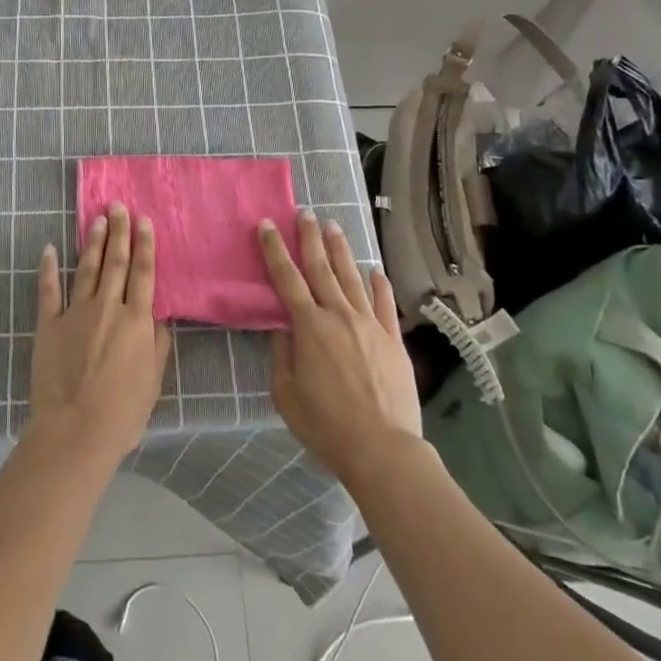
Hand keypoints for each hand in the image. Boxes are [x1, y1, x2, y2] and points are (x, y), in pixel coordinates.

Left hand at [27, 204, 172, 466]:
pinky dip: (48, 267)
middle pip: (115, 262)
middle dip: (119, 231)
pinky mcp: (48, 324)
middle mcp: (108, 307)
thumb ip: (157, 346)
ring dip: (92, 242)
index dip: (145, 245)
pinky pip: (48, 290)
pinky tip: (50, 248)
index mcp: (136, 321)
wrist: (75, 432)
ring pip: (87, 268)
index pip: (143, 273)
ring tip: (97, 219)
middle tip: (119, 206)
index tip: (144, 221)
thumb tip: (159, 318)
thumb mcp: (153, 382)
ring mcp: (75, 313)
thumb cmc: (122, 414)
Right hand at [261, 213, 421, 481]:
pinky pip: (385, 304)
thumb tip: (281, 328)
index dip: (274, 249)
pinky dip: (379, 285)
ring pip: (353, 278)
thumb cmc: (326, 425)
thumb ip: (281, 356)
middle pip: (321, 268)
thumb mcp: (286, 394)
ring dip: (341, 251)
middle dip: (309, 238)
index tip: (267, 225)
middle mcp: (339, 315)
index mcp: (309, 327)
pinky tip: (376, 270)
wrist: (382, 448)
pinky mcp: (393, 340)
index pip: (286, 278)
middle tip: (304, 213)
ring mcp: (370, 325)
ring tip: (334, 227)